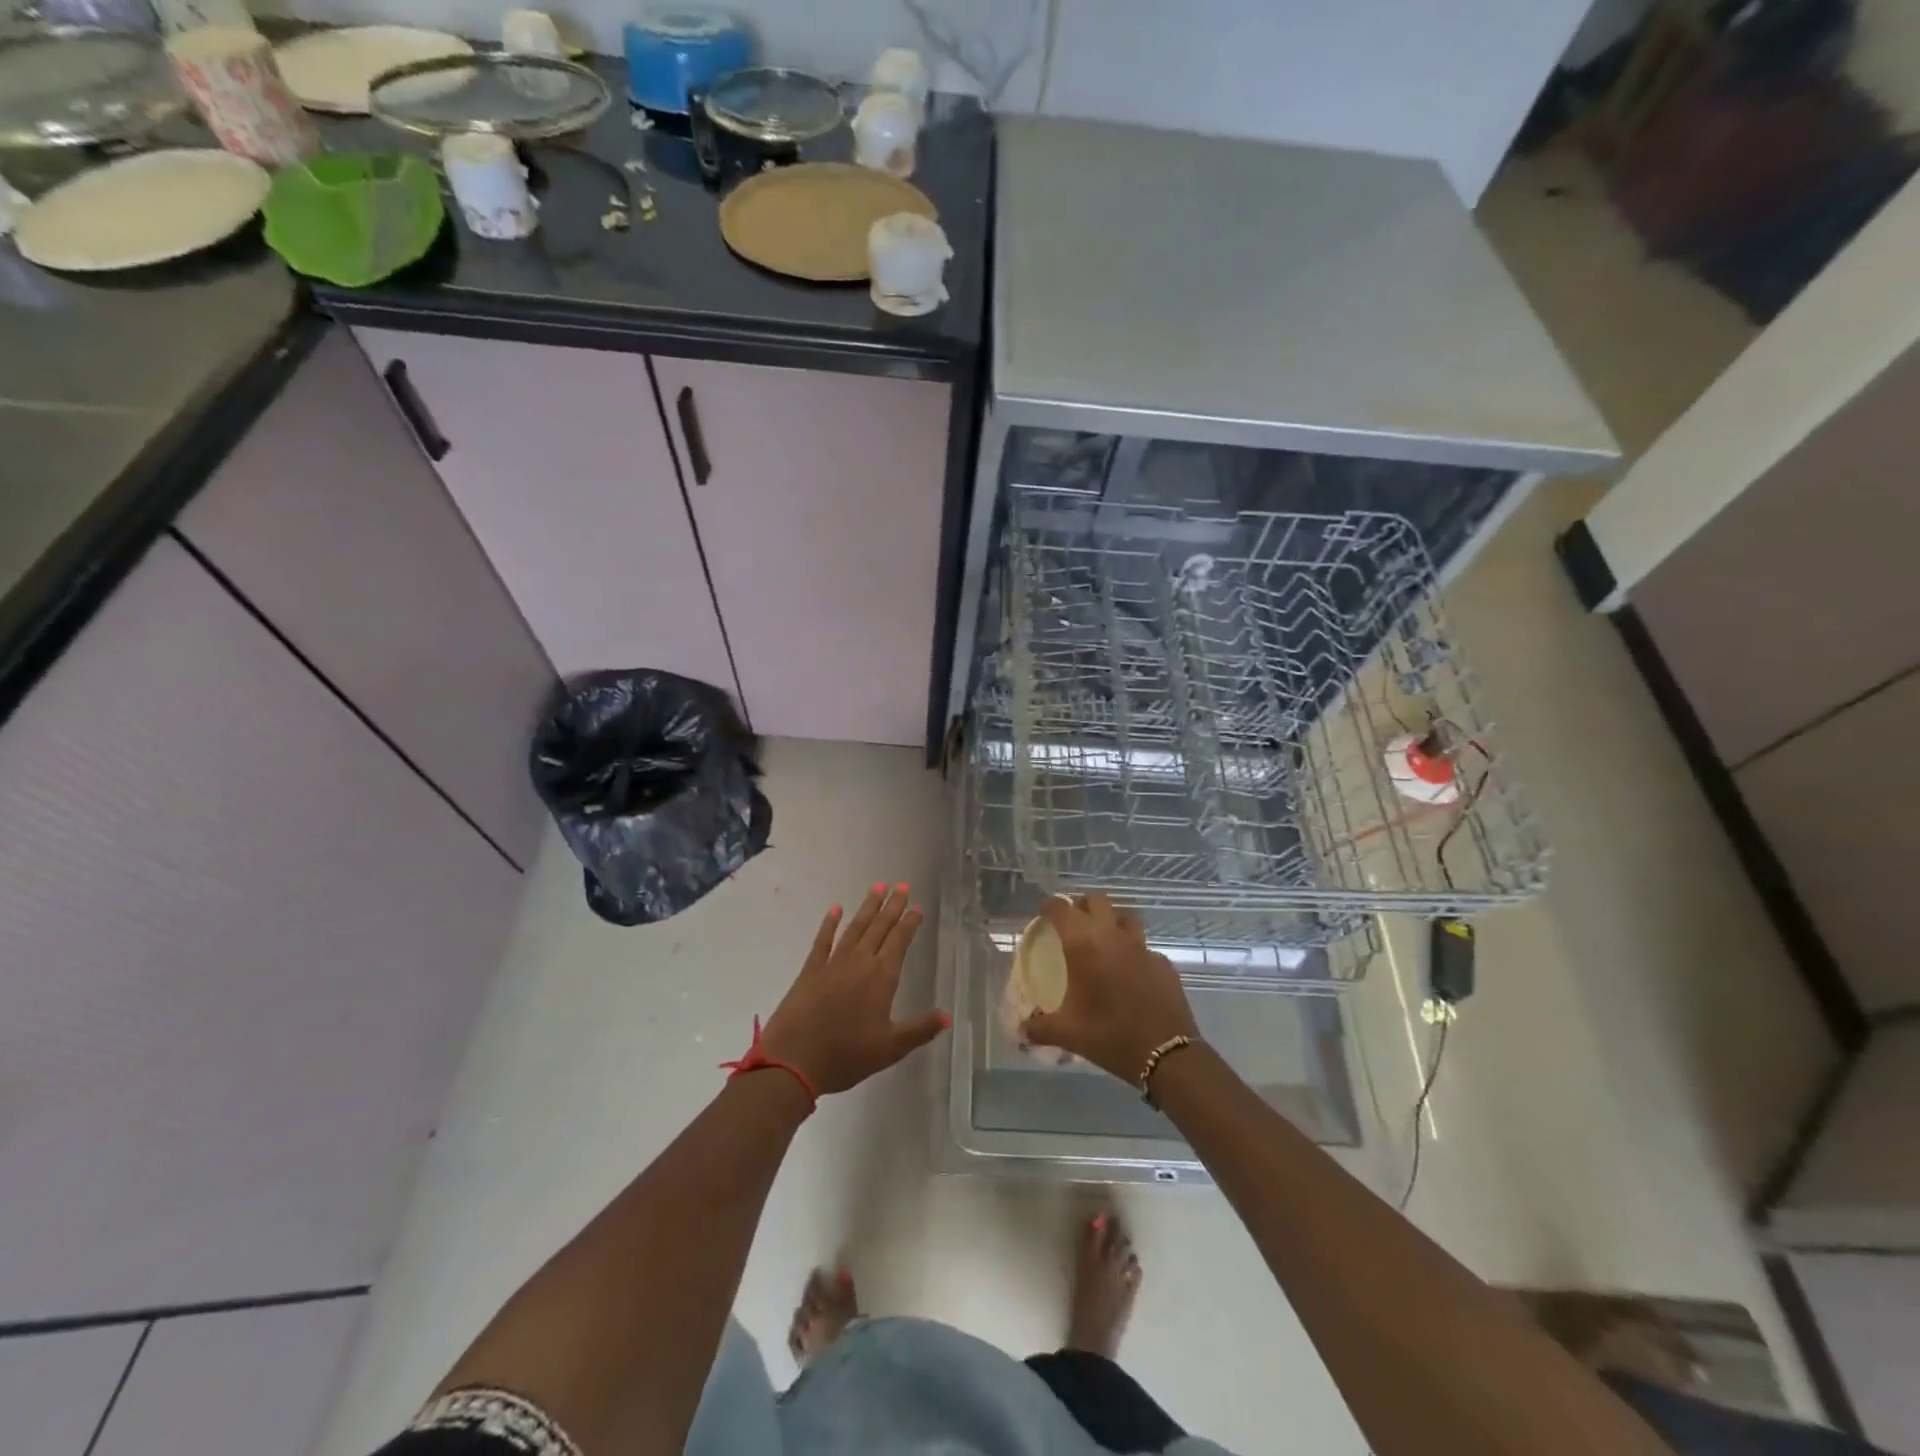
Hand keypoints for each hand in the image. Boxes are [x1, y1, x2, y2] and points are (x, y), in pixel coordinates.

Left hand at [760, 884, 947, 1095]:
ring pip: (854, 928)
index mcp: (881, 978)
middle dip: (892, 906)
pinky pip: (823, 941)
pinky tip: (835, 909)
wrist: (793, 1060)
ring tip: (877, 887)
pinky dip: (830, 924)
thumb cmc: (846, 1055)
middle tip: (902, 885)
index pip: (899, 942)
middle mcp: (859, 963)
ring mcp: (832, 964)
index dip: (909, 924)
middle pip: (879, 928)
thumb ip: (919, 1029)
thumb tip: (948, 1016)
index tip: (916, 907)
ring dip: (867, 907)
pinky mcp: (810, 971)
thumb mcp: (890, 1048)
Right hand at [1022, 894, 1198, 1083]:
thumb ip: (1040, 1028)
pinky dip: (1133, 951)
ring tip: (1103, 939)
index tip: (1043, 912)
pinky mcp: (1163, 963)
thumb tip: (1020, 1032)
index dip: (1050, 906)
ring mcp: (1142, 947)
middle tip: (1073, 923)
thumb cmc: (1109, 1035)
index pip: (1062, 909)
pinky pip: (1144, 947)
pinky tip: (1130, 971)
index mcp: (1084, 945)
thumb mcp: (1068, 1034)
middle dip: (1082, 906)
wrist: (1166, 1054)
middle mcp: (1112, 936)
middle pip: (1097, 901)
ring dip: (1111, 921)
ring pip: (1125, 917)